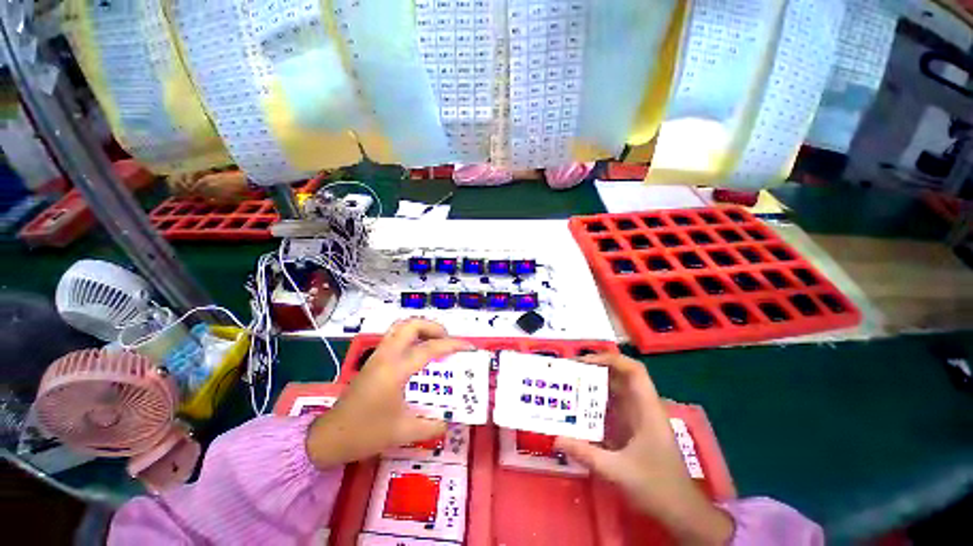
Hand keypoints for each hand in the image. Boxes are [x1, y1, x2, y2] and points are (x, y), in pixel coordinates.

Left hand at [305, 319, 471, 467]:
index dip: (452, 345)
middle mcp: (386, 356)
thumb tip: (450, 421)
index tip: (469, 347)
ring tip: (434, 342)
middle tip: (447, 340)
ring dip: (420, 328)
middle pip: (411, 325)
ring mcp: (377, 355)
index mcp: (395, 370)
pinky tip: (417, 353)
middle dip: (433, 327)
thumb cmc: (365, 433)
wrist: (329, 437)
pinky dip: (410, 336)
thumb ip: (432, 426)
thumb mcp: (403, 432)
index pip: (430, 348)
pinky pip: (394, 336)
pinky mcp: (373, 360)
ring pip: (400, 326)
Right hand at [555, 354, 733, 545]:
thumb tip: (556, 438)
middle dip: (596, 370)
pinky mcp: (632, 428)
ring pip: (616, 391)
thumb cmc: (656, 487)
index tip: (585, 362)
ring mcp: (638, 418)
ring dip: (595, 385)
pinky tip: (579, 408)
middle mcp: (643, 407)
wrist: (680, 512)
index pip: (634, 370)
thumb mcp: (618, 471)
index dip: (611, 359)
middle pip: (621, 377)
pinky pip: (613, 406)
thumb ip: (587, 454)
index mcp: (647, 409)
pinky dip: (596, 402)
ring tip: (570, 384)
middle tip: (570, 371)